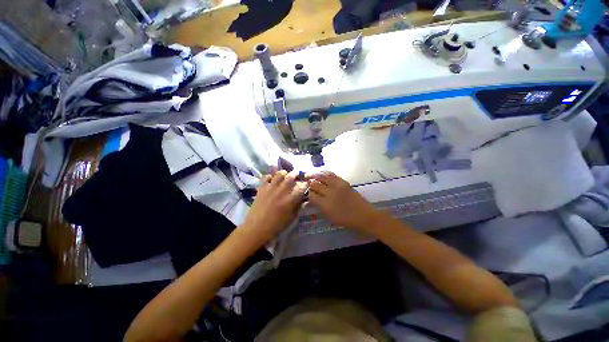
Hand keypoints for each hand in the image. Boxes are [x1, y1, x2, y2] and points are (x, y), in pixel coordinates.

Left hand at [240, 170, 307, 245]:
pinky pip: (266, 177)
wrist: (256, 229)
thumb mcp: (291, 218)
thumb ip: (298, 207)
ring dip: (284, 173)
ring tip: (285, 175)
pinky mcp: (261, 189)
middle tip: (297, 175)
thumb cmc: (276, 226)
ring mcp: (270, 189)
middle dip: (296, 174)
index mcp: (290, 201)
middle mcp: (281, 192)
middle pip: (291, 177)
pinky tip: (272, 180)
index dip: (306, 183)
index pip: (301, 187)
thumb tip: (303, 199)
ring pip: (279, 174)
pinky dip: (270, 176)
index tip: (307, 182)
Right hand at [307, 172, 382, 232]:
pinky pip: (331, 174)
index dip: (306, 193)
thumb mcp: (330, 217)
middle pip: (315, 184)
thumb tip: (311, 199)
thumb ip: (319, 207)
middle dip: (308, 183)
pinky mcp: (343, 182)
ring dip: (314, 175)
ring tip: (309, 174)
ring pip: (322, 176)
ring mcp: (337, 186)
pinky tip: (320, 173)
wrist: (364, 215)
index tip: (304, 192)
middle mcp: (330, 193)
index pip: (311, 195)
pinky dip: (324, 173)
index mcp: (325, 204)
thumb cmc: (346, 220)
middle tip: (305, 182)